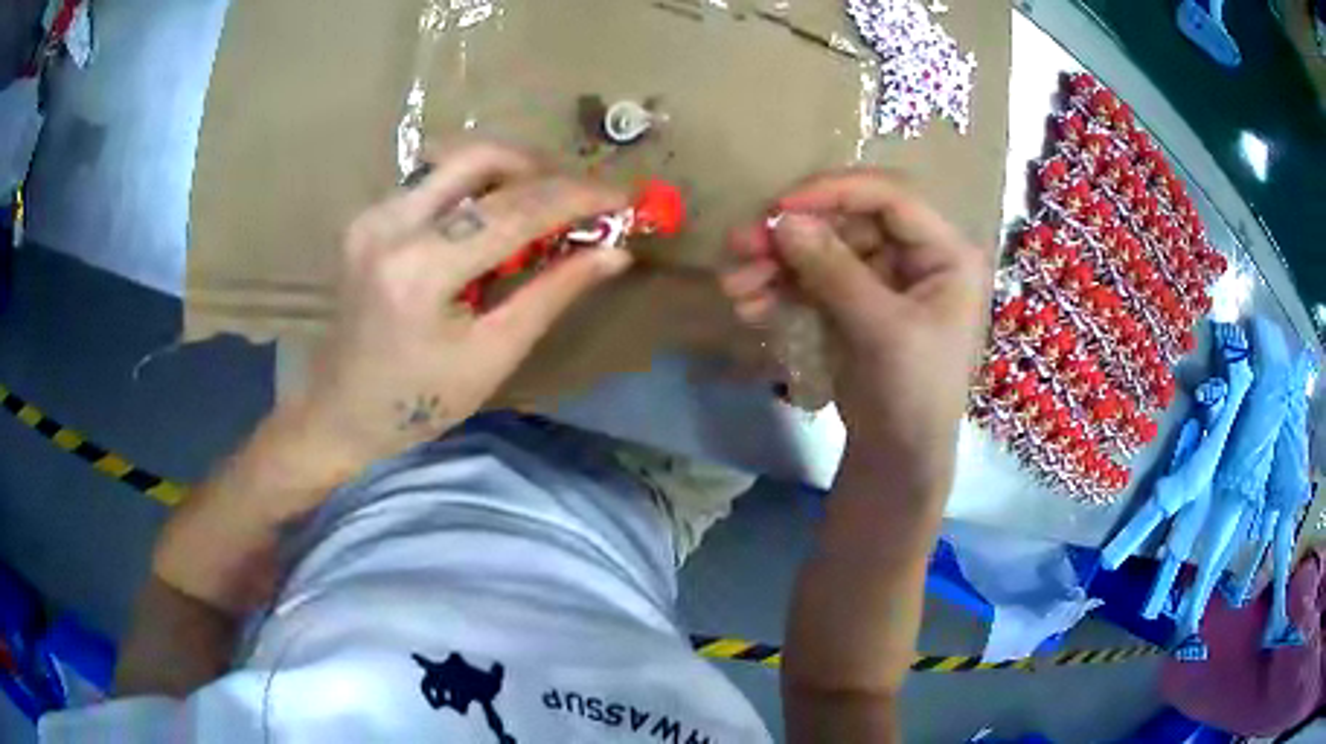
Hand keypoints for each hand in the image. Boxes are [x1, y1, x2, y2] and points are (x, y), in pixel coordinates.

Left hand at [295, 141, 632, 469]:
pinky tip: (490, 227)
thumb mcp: (493, 355)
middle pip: (482, 157)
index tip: (623, 196)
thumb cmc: (419, 401)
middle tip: (578, 202)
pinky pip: (434, 182)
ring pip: (457, 161)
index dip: (577, 197)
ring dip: (510, 176)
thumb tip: (614, 253)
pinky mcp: (368, 217)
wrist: (340, 411)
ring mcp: (372, 215)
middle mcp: (390, 225)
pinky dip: (476, 192)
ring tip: (540, 214)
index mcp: (420, 271)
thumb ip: (552, 293)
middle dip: (543, 171)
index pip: (515, 210)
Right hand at [721, 169, 989, 493]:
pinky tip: (748, 306)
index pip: (889, 197)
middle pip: (846, 221)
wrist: (898, 458)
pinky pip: (811, 281)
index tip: (781, 207)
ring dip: (775, 263)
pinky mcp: (850, 303)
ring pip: (821, 250)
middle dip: (791, 234)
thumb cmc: (914, 394)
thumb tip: (782, 220)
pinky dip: (779, 289)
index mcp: (943, 253)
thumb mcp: (883, 331)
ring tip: (733, 286)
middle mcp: (913, 255)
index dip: (834, 192)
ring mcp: (878, 279)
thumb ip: (835, 272)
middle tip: (740, 245)